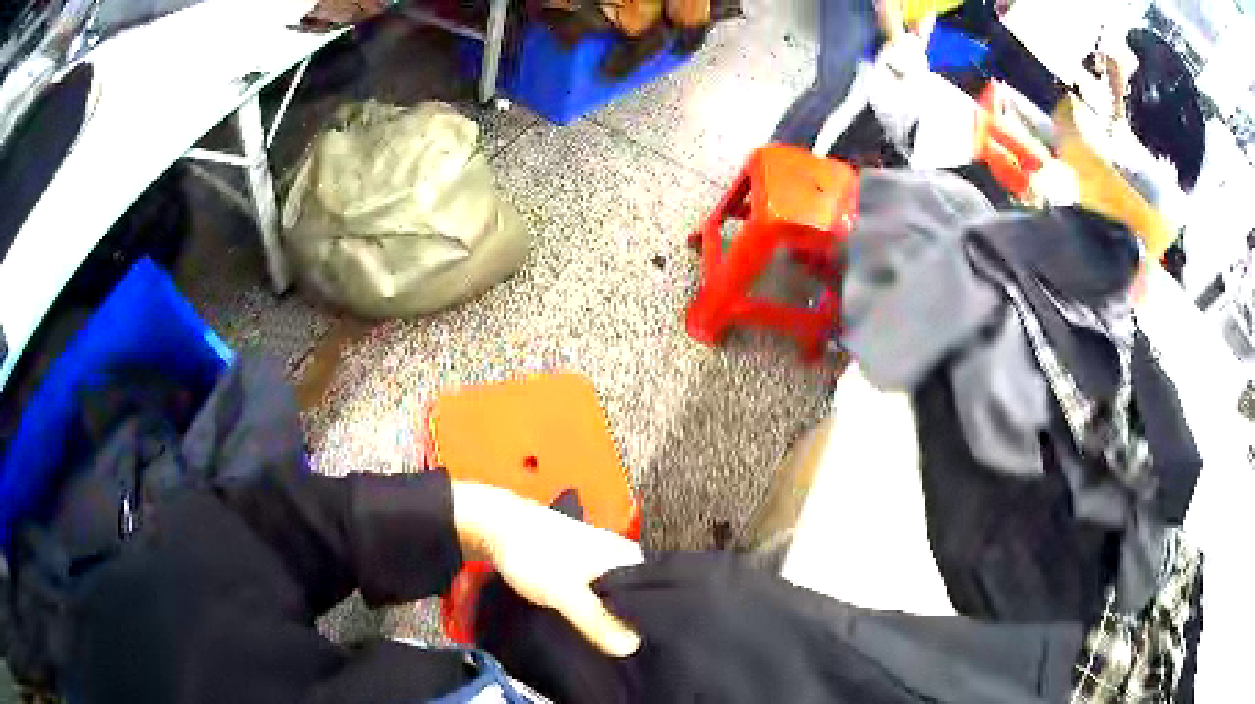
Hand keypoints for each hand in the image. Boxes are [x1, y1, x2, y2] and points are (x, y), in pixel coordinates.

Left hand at [452, 482, 643, 657]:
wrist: (495, 525)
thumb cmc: (534, 552)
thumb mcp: (567, 593)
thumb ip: (598, 621)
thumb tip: (629, 647)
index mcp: (627, 555)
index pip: (655, 592)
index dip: (651, 621)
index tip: (643, 643)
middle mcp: (618, 553)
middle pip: (634, 595)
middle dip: (628, 620)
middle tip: (620, 645)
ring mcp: (597, 555)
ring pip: (612, 593)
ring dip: (607, 613)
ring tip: (601, 636)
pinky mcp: (576, 561)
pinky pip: (594, 589)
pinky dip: (591, 604)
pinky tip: (583, 619)